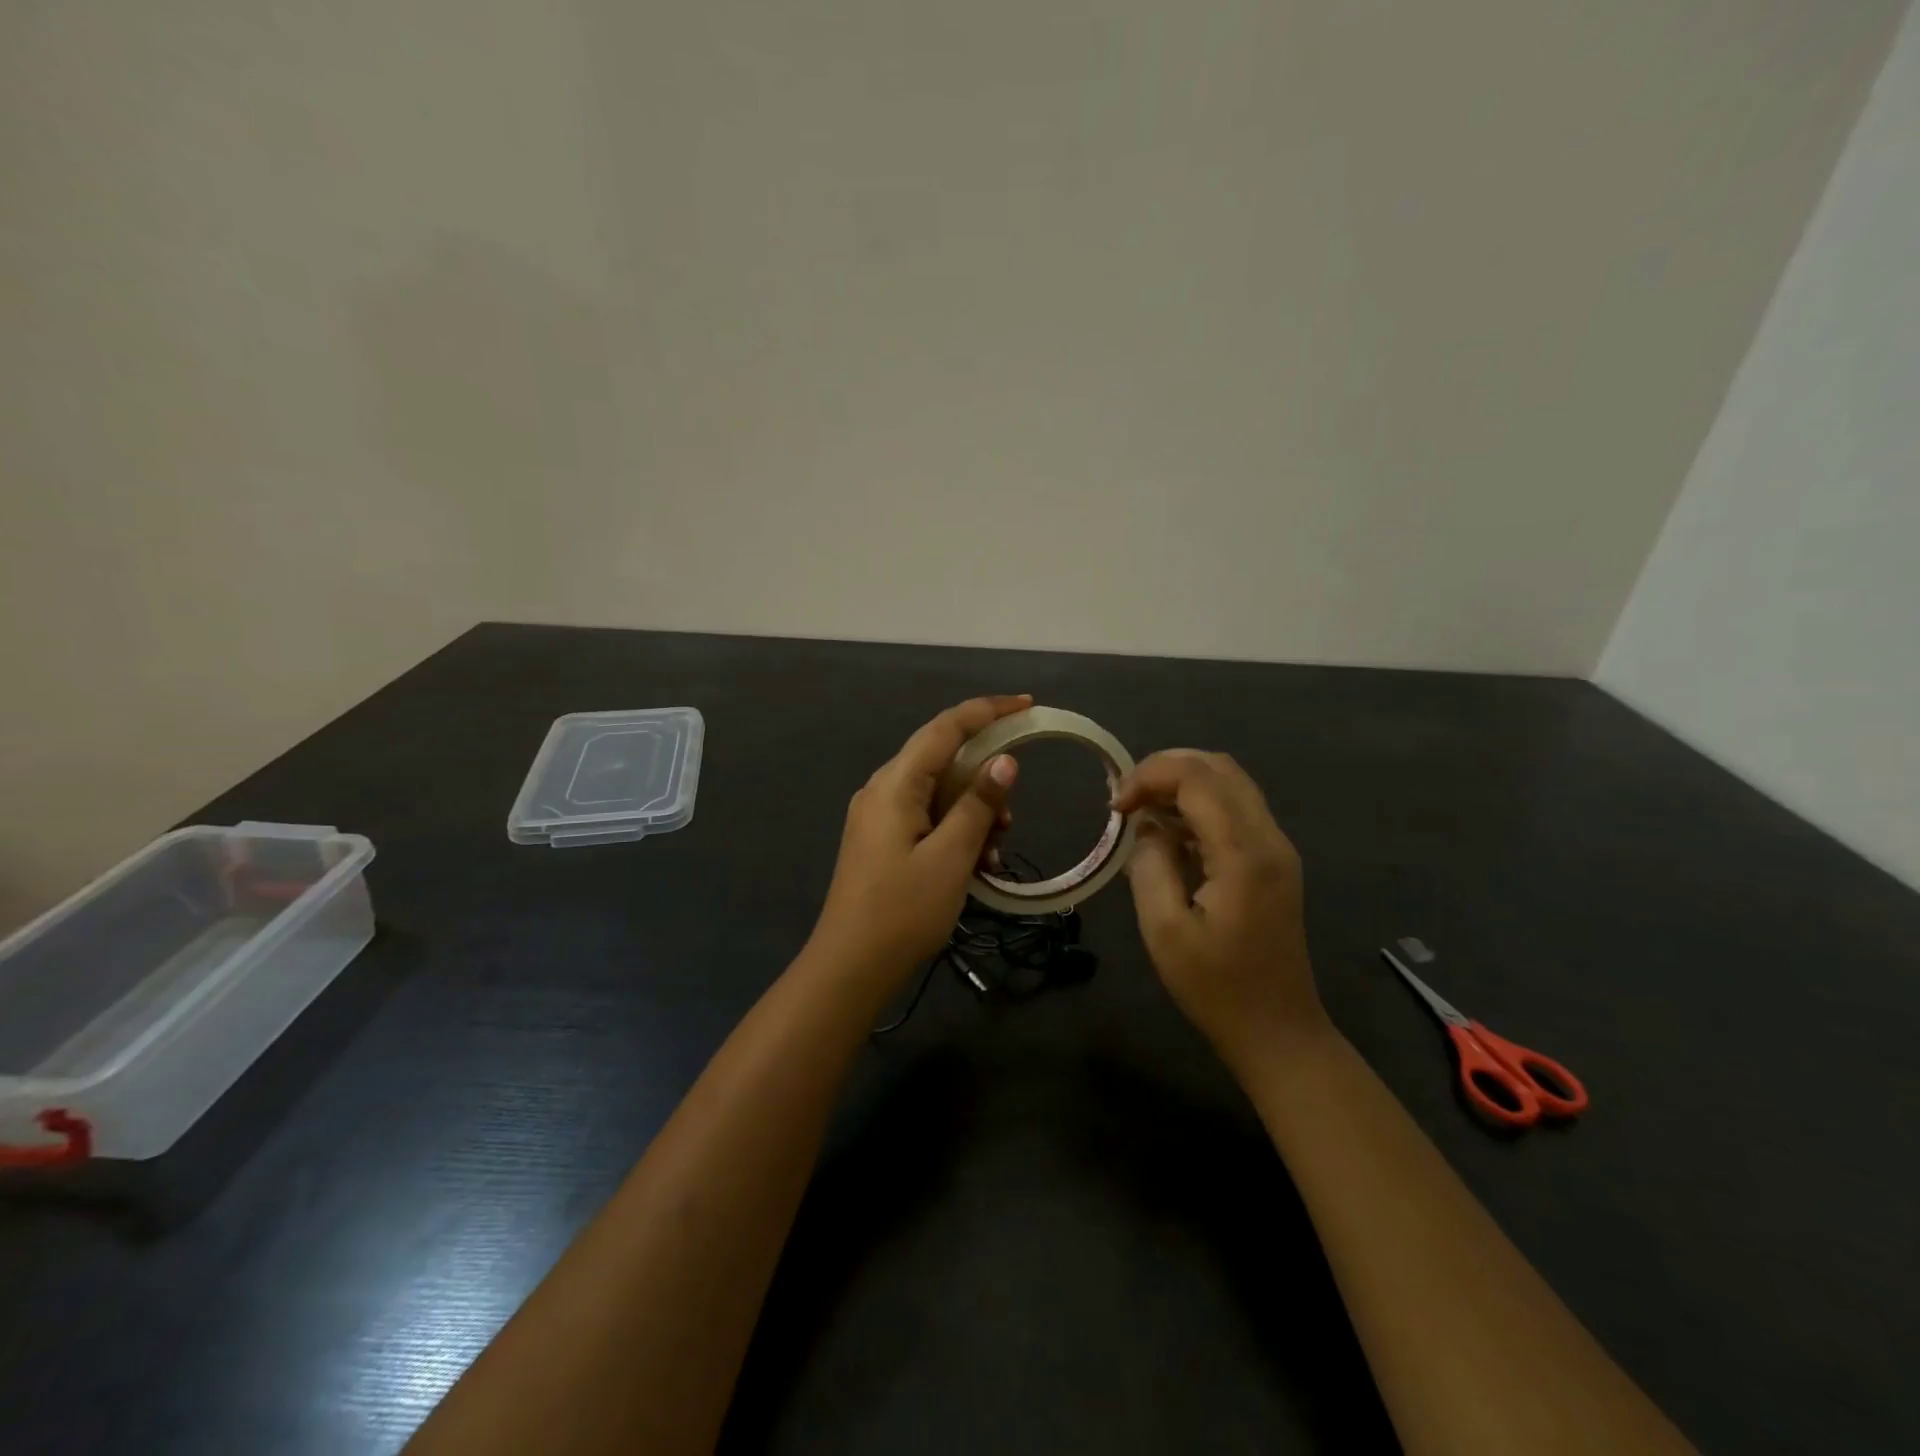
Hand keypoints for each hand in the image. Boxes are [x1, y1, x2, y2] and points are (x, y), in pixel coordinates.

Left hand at [807, 695, 1027, 993]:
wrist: (850, 967)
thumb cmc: (903, 911)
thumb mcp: (951, 857)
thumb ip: (978, 804)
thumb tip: (1005, 761)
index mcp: (895, 783)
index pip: (945, 728)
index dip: (987, 710)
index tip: (1027, 704)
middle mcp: (883, 789)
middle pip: (942, 760)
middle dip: (984, 779)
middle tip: (1011, 812)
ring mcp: (879, 815)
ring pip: (939, 793)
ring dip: (973, 812)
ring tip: (994, 849)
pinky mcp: (883, 840)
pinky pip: (927, 818)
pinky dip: (956, 831)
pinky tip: (976, 864)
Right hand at [1113, 751, 1326, 1069]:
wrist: (1278, 1032)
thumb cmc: (1216, 988)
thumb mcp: (1164, 931)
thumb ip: (1150, 866)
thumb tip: (1147, 828)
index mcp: (1244, 854)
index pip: (1197, 778)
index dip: (1150, 776)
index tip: (1115, 806)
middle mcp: (1269, 838)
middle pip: (1218, 767)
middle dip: (1165, 769)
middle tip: (1126, 798)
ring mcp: (1276, 848)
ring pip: (1229, 783)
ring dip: (1181, 784)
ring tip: (1140, 810)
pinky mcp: (1273, 861)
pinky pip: (1235, 810)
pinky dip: (1197, 805)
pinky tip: (1168, 832)